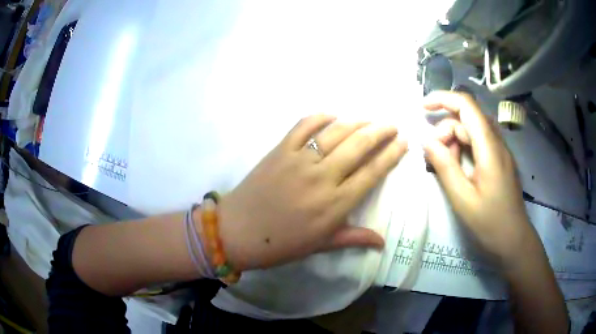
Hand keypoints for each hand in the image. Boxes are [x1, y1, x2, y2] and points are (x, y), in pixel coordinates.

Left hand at [218, 115, 407, 270]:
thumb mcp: (320, 245)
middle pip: (359, 146)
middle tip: (393, 125)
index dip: (391, 155)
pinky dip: (320, 117)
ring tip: (370, 119)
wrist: (237, 232)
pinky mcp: (280, 150)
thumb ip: (354, 238)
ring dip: (357, 122)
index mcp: (335, 204)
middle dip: (381, 132)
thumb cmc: (280, 244)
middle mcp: (322, 177)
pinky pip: (303, 126)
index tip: (403, 143)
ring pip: (335, 132)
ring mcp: (299, 160)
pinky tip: (332, 115)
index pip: (372, 172)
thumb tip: (383, 242)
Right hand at [422, 91, 537, 268]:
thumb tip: (425, 140)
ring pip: (472, 130)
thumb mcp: (462, 198)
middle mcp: (497, 142)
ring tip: (446, 166)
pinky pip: (479, 143)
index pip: (467, 106)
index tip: (422, 108)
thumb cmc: (490, 223)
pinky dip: (464, 148)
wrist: (514, 240)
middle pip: (467, 119)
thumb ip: (444, 166)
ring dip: (454, 140)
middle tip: (434, 157)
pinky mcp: (499, 160)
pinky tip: (459, 167)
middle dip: (446, 130)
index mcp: (489, 148)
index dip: (443, 99)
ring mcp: (500, 150)